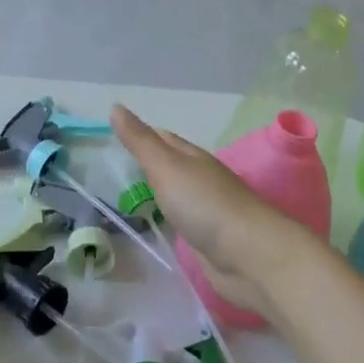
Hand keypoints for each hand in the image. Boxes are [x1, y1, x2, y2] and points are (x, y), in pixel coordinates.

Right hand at [111, 105, 319, 320]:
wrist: (249, 256)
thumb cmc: (205, 204)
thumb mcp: (166, 166)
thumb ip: (140, 141)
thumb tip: (115, 106)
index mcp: (193, 157)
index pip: (164, 138)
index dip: (142, 135)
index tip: (115, 137)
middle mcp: (201, 179)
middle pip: (171, 166)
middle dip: (147, 164)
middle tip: (114, 169)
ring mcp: (207, 210)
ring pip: (176, 194)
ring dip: (157, 193)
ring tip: (126, 197)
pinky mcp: (209, 239)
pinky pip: (182, 222)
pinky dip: (167, 219)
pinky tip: (155, 225)